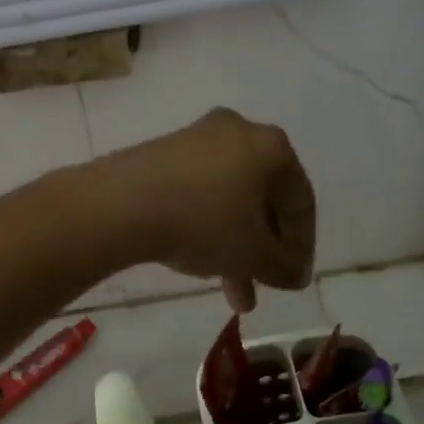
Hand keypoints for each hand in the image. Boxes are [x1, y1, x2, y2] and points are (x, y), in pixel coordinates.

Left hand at [92, 109, 314, 311]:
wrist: (121, 203)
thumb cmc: (204, 224)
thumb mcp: (254, 255)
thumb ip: (285, 267)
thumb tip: (296, 275)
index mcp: (271, 147)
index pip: (301, 200)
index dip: (303, 245)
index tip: (293, 278)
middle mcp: (238, 131)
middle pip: (262, 200)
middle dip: (263, 250)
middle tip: (261, 286)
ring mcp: (196, 139)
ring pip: (228, 200)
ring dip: (234, 246)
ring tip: (231, 292)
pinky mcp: (162, 152)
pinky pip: (198, 193)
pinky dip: (206, 226)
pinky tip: (199, 260)